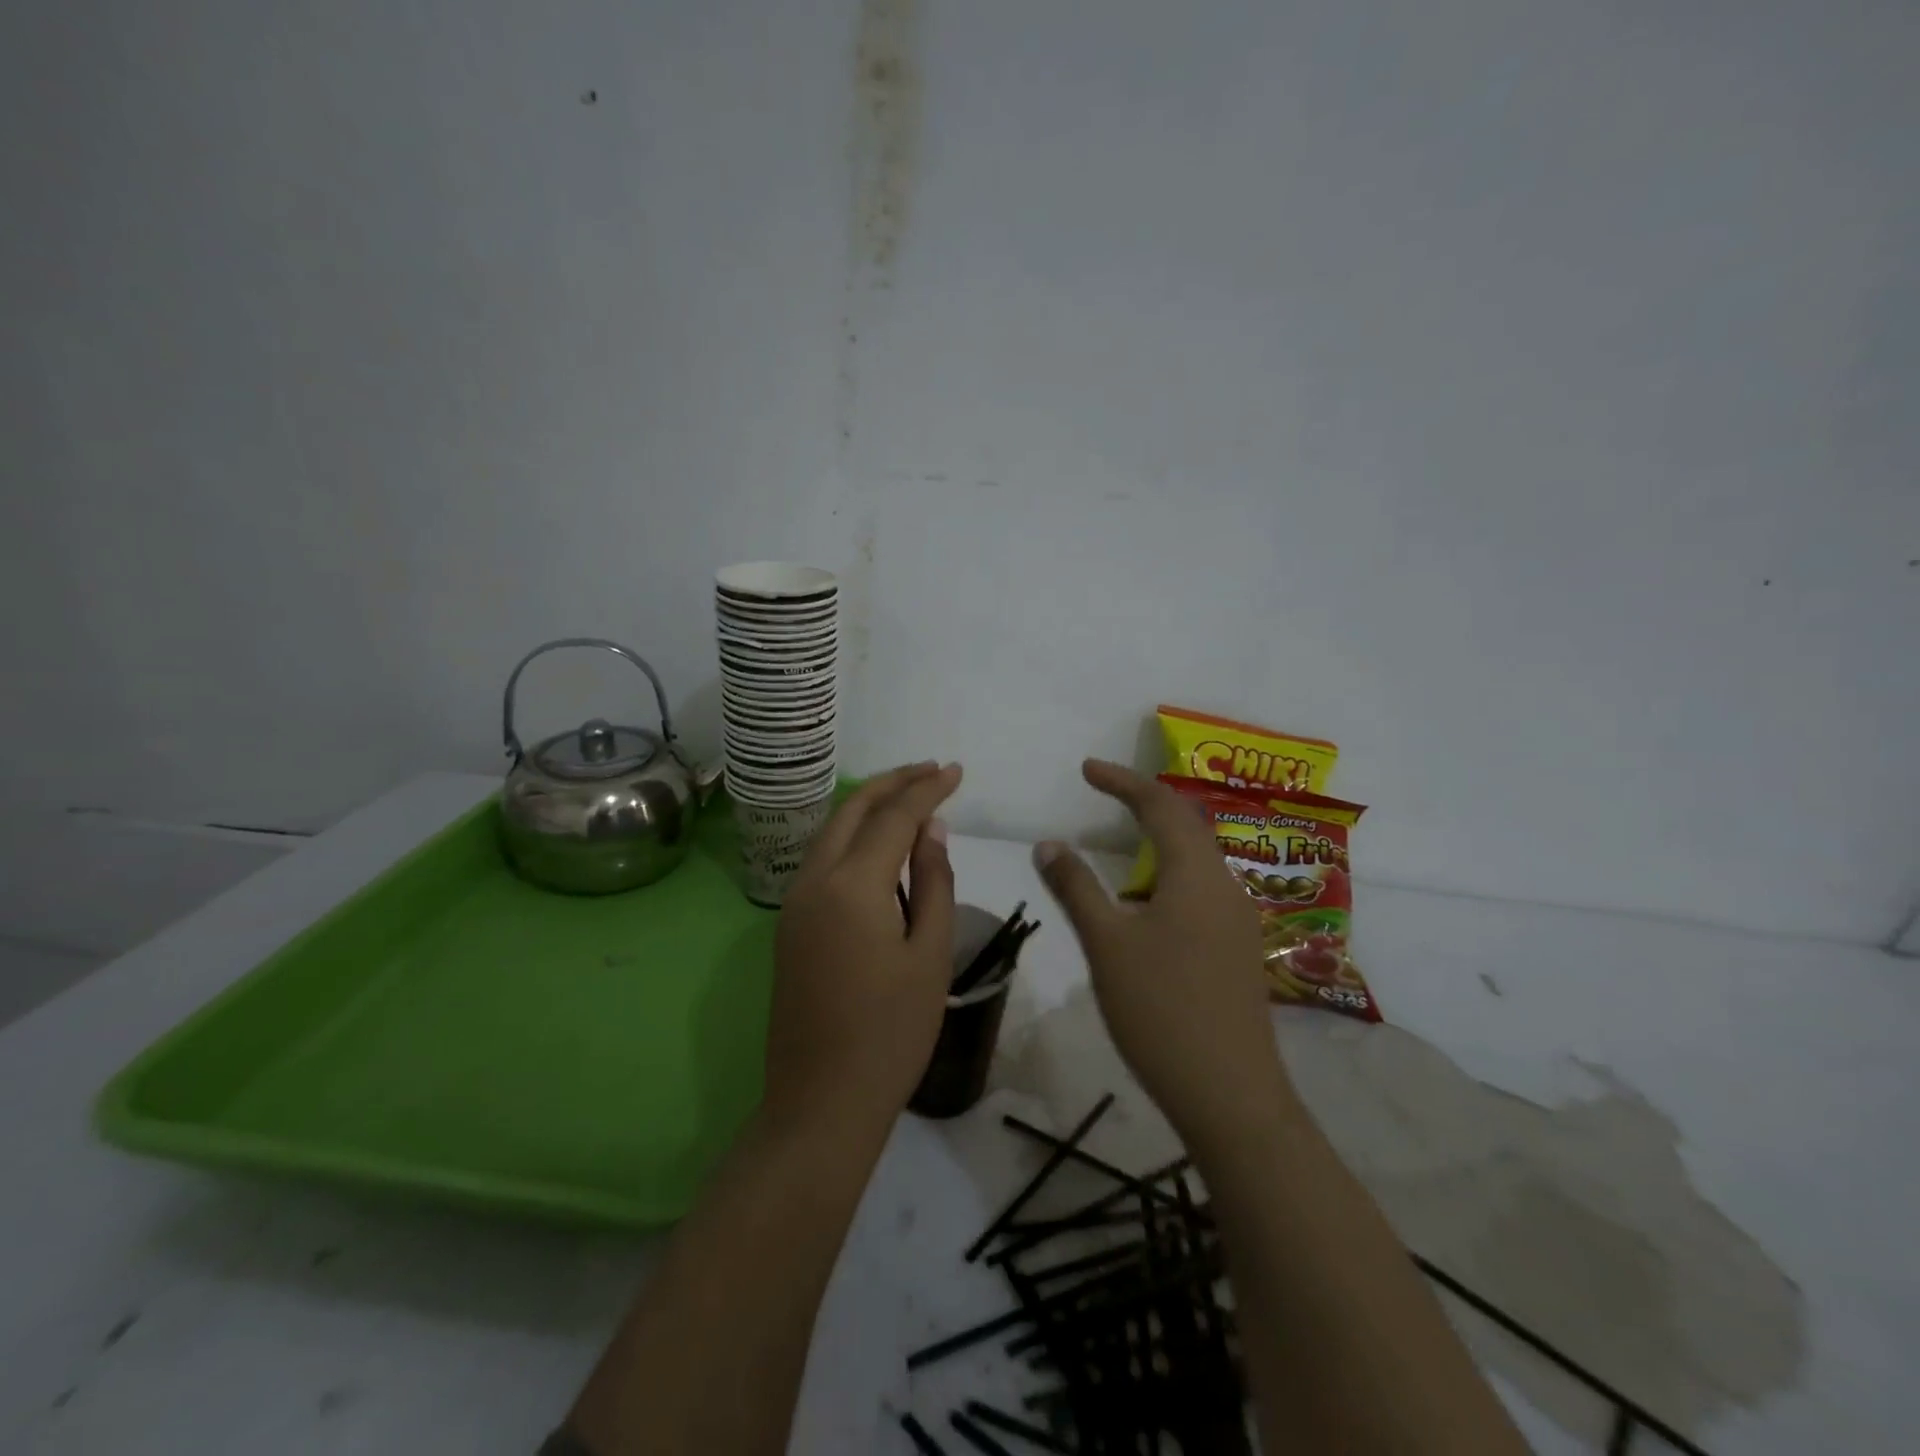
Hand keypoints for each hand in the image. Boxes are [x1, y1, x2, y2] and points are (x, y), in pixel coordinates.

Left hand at [763, 762, 961, 1141]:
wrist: (822, 1101)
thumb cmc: (891, 1033)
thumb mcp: (930, 955)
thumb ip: (932, 883)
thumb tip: (931, 830)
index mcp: (851, 886)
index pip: (894, 817)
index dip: (927, 789)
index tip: (955, 771)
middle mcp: (813, 881)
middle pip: (851, 810)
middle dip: (891, 784)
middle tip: (930, 771)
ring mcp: (794, 903)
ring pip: (830, 832)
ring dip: (868, 807)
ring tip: (909, 798)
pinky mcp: (789, 925)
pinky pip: (822, 860)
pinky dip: (852, 838)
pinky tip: (879, 847)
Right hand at [1033, 759, 1290, 1148]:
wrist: (1230, 1094)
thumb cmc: (1161, 1009)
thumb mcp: (1106, 943)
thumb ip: (1076, 887)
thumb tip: (1048, 843)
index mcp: (1196, 874)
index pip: (1160, 805)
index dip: (1122, 781)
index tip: (1087, 769)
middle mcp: (1225, 886)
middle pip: (1187, 824)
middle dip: (1145, 801)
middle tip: (1104, 791)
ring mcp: (1237, 920)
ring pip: (1197, 859)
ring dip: (1160, 839)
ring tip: (1122, 839)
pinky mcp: (1236, 950)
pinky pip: (1201, 889)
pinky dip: (1169, 874)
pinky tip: (1145, 902)